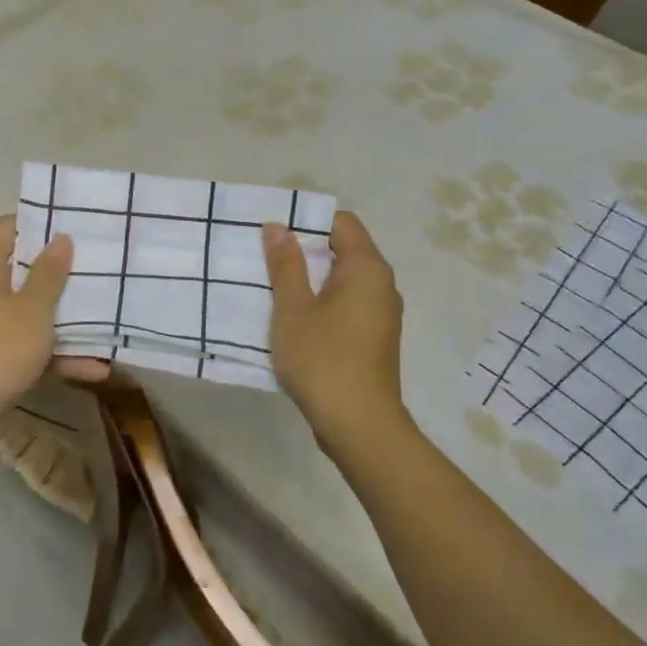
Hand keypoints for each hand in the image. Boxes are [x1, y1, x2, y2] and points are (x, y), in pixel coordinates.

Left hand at [0, 216, 107, 428]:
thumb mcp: (33, 309)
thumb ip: (49, 273)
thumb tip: (60, 238)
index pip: (9, 226)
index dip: (41, 223)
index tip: (76, 224)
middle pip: (23, 269)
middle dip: (61, 273)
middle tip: (99, 266)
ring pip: (29, 311)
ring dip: (65, 319)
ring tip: (107, 317)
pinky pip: (27, 345)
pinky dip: (55, 354)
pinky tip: (95, 368)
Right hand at [263, 210, 407, 449]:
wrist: (359, 424)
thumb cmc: (323, 358)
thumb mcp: (293, 308)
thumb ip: (285, 265)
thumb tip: (278, 227)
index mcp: (367, 268)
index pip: (342, 222)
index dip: (307, 221)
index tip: (274, 235)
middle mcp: (382, 285)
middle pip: (343, 250)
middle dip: (304, 251)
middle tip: (265, 261)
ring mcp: (381, 314)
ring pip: (343, 281)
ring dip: (311, 281)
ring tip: (274, 290)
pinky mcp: (375, 338)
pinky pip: (347, 305)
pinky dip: (322, 304)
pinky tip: (295, 321)